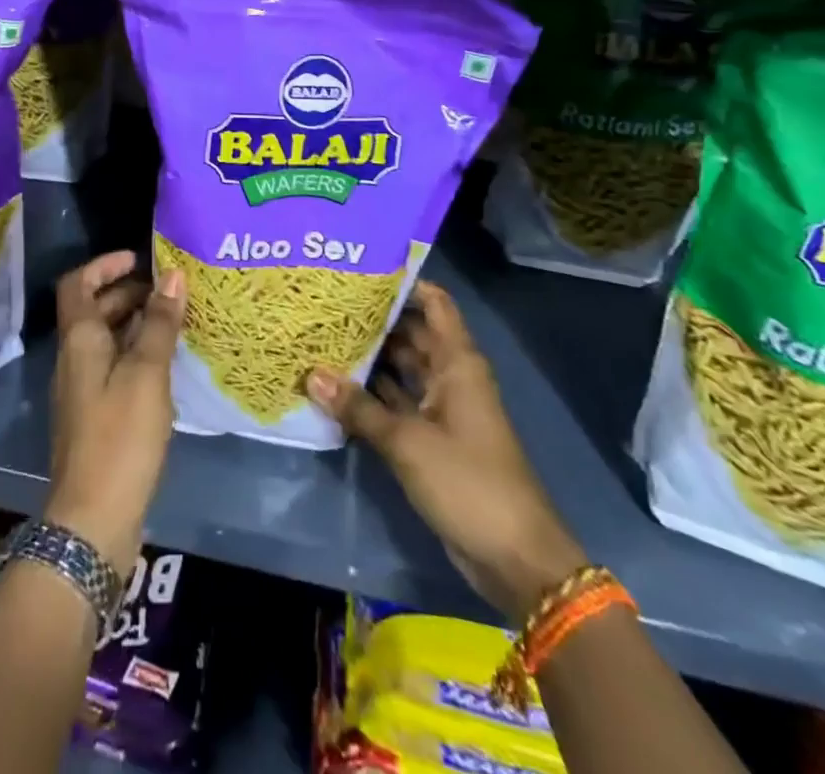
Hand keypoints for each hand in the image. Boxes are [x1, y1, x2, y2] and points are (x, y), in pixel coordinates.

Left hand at [46, 251, 186, 575]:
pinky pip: (114, 367)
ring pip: (106, 340)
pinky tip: (167, 364)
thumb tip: (173, 275)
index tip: (140, 259)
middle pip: (93, 310)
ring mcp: (82, 389)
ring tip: (176, 320)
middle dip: (128, 292)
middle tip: (170, 290)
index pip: (79, 284)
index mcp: (79, 340)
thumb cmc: (120, 436)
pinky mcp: (96, 416)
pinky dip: (137, 354)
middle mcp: (74, 359)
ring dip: (136, 323)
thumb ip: (159, 323)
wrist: (93, 519)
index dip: (105, 265)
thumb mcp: (146, 373)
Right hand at [307, 280, 585, 622]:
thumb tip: (310, 375)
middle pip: (411, 333)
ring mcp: (441, 409)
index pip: (433, 303)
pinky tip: (334, 385)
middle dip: (374, 319)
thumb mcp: (408, 441)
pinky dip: (371, 395)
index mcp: (458, 363)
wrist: (515, 558)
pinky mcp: (431, 439)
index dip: (404, 282)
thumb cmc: (468, 482)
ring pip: (401, 369)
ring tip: (321, 334)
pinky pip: (397, 403)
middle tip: (326, 300)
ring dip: (369, 358)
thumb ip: (359, 408)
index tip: (361, 266)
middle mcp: (450, 377)